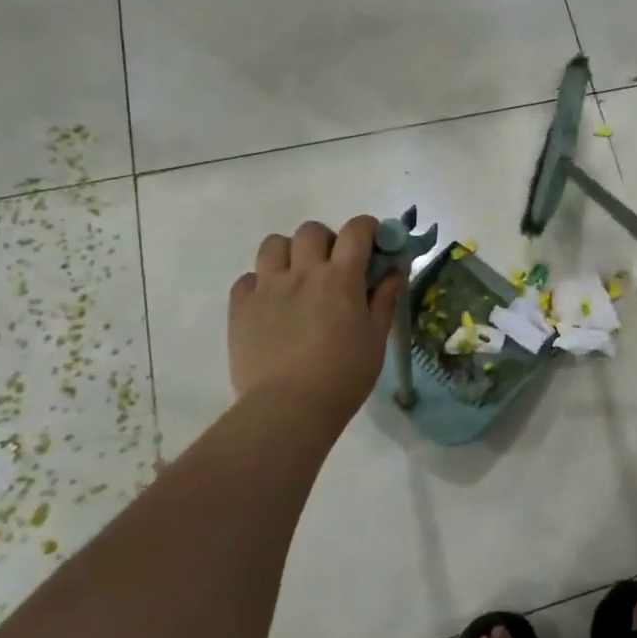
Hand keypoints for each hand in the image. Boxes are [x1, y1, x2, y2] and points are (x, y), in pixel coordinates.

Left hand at [226, 215, 405, 436]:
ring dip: (289, 253)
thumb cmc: (344, 374)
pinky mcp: (240, 308)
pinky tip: (271, 304)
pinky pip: (247, 278)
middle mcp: (303, 272)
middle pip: (312, 230)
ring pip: (273, 244)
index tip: (373, 244)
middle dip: (326, 240)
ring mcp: (267, 287)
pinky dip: (260, 283)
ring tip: (297, 278)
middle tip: (333, 266)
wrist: (289, 408)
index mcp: (341, 277)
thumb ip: (385, 297)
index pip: (356, 230)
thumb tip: (396, 268)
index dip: (367, 229)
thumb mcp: (376, 336)